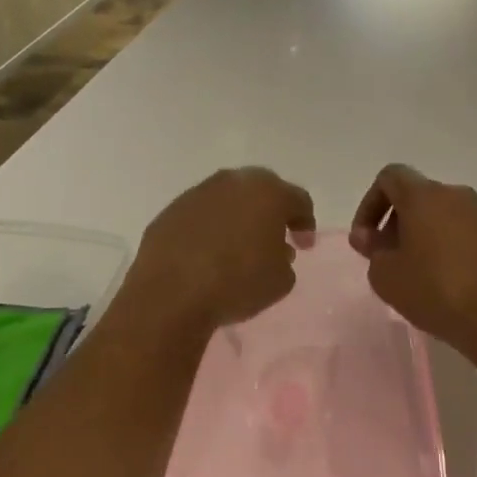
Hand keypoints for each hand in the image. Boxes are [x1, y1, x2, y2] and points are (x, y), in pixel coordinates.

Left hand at [125, 168, 315, 331]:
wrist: (171, 294)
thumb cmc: (236, 284)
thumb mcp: (280, 281)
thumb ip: (285, 260)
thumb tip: (274, 250)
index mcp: (268, 194)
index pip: (298, 200)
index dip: (305, 223)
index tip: (303, 246)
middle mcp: (233, 182)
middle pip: (262, 189)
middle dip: (271, 211)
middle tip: (274, 237)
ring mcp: (198, 193)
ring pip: (228, 198)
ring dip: (238, 217)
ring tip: (238, 246)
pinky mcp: (171, 210)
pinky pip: (201, 214)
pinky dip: (209, 227)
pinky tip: (208, 252)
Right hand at [349, 164, 476, 367]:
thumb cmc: (437, 292)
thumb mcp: (387, 277)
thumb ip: (372, 251)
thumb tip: (369, 237)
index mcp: (425, 196)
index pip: (390, 177)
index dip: (370, 205)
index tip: (367, 240)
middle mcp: (457, 196)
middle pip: (417, 197)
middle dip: (396, 224)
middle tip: (388, 261)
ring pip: (443, 216)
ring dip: (423, 238)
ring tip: (417, 276)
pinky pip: (465, 234)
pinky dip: (449, 249)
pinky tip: (447, 284)